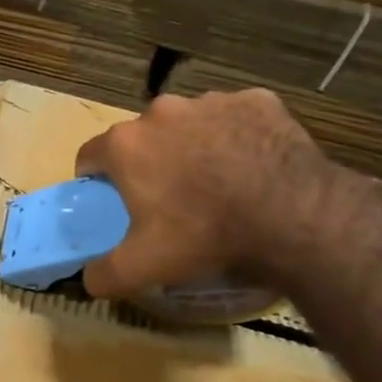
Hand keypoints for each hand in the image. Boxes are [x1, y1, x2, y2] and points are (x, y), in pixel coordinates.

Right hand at [74, 89, 342, 298]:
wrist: (294, 216)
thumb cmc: (205, 235)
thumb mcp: (143, 267)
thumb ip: (103, 275)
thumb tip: (87, 280)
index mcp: (127, 144)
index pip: (90, 156)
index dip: (97, 180)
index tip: (113, 201)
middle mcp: (162, 111)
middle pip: (142, 137)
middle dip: (149, 162)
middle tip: (170, 198)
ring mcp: (212, 101)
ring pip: (189, 124)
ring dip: (193, 146)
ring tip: (218, 183)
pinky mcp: (257, 101)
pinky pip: (236, 118)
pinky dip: (237, 137)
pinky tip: (253, 166)